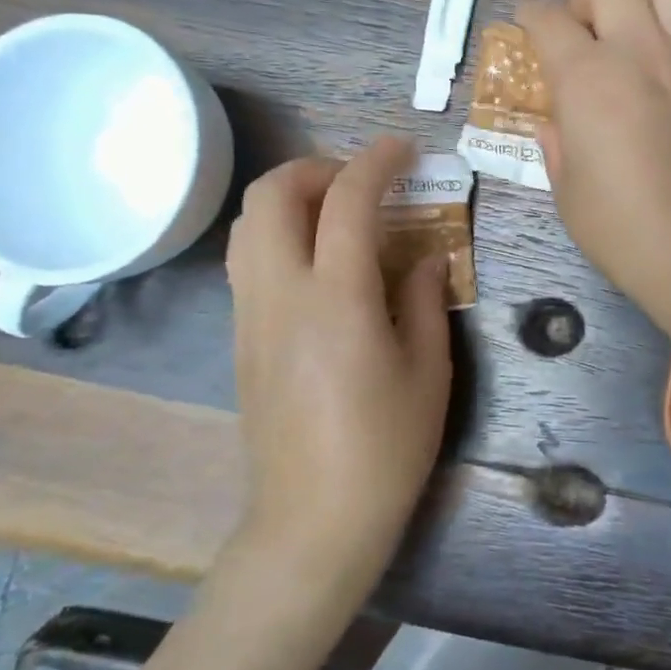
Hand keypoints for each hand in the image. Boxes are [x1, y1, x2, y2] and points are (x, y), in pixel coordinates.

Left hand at [225, 136, 452, 599]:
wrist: (312, 520)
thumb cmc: (386, 448)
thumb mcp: (429, 371)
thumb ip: (427, 300)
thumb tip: (427, 256)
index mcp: (338, 299)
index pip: (348, 202)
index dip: (376, 162)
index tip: (404, 149)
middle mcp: (282, 294)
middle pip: (272, 194)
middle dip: (317, 167)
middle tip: (362, 181)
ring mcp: (251, 314)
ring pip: (248, 223)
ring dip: (290, 197)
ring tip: (338, 214)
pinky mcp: (240, 336)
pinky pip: (247, 258)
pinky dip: (278, 233)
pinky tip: (318, 261)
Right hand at [519, 0, 670, 329]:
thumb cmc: (624, 231)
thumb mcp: (569, 195)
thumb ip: (559, 148)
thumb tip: (554, 126)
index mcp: (588, 77)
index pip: (547, 19)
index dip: (530, 19)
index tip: (529, 30)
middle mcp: (640, 51)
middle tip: (585, 34)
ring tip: (640, 35)